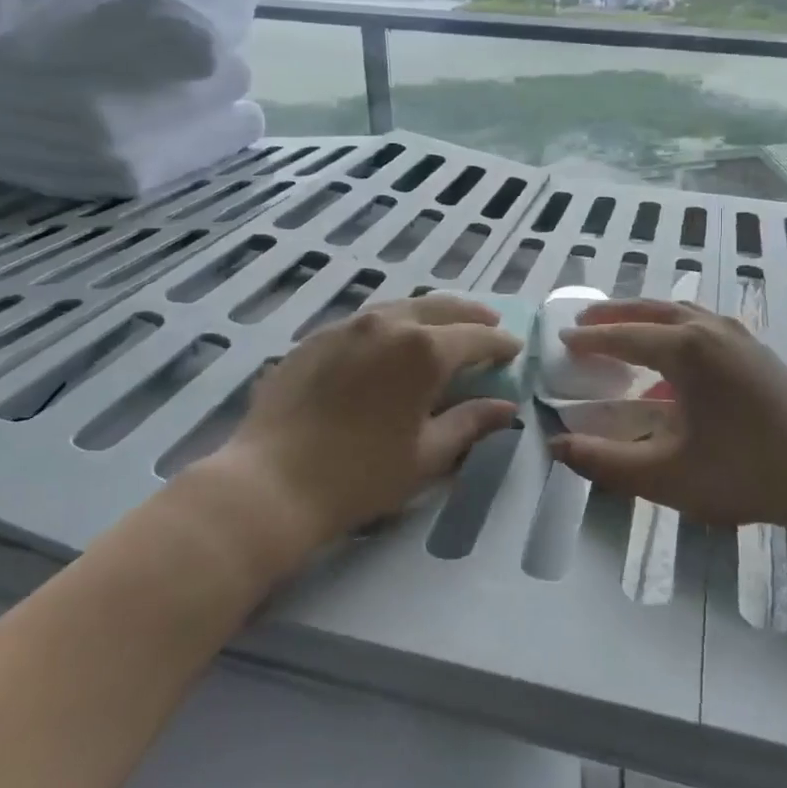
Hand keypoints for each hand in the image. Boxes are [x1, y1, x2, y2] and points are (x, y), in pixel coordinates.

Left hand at [214, 293, 521, 553]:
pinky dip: (392, 324)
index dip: (500, 342)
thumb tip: (506, 408)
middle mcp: (388, 324)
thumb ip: (470, 423)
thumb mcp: (427, 455)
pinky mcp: (316, 337)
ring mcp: (347, 326)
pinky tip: (391, 343)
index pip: (476, 336)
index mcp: (424, 350)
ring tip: (445, 327)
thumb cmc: (361, 475)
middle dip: (471, 315)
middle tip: (490, 324)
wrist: (272, 481)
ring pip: (401, 306)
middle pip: (440, 307)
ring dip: (431, 314)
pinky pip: (366, 320)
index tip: (515, 348)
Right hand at [550, 299, 786, 531]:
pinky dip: (673, 324)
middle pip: (650, 310)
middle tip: (583, 322)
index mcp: (685, 350)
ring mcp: (738, 335)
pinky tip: (672, 350)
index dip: (589, 340)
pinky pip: (702, 321)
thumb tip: (557, 446)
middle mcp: (709, 329)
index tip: (561, 339)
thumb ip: (605, 462)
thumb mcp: (666, 475)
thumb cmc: (744, 472)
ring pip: (679, 310)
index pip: (623, 336)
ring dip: (644, 315)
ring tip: (621, 327)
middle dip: (613, 315)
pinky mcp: (756, 349)